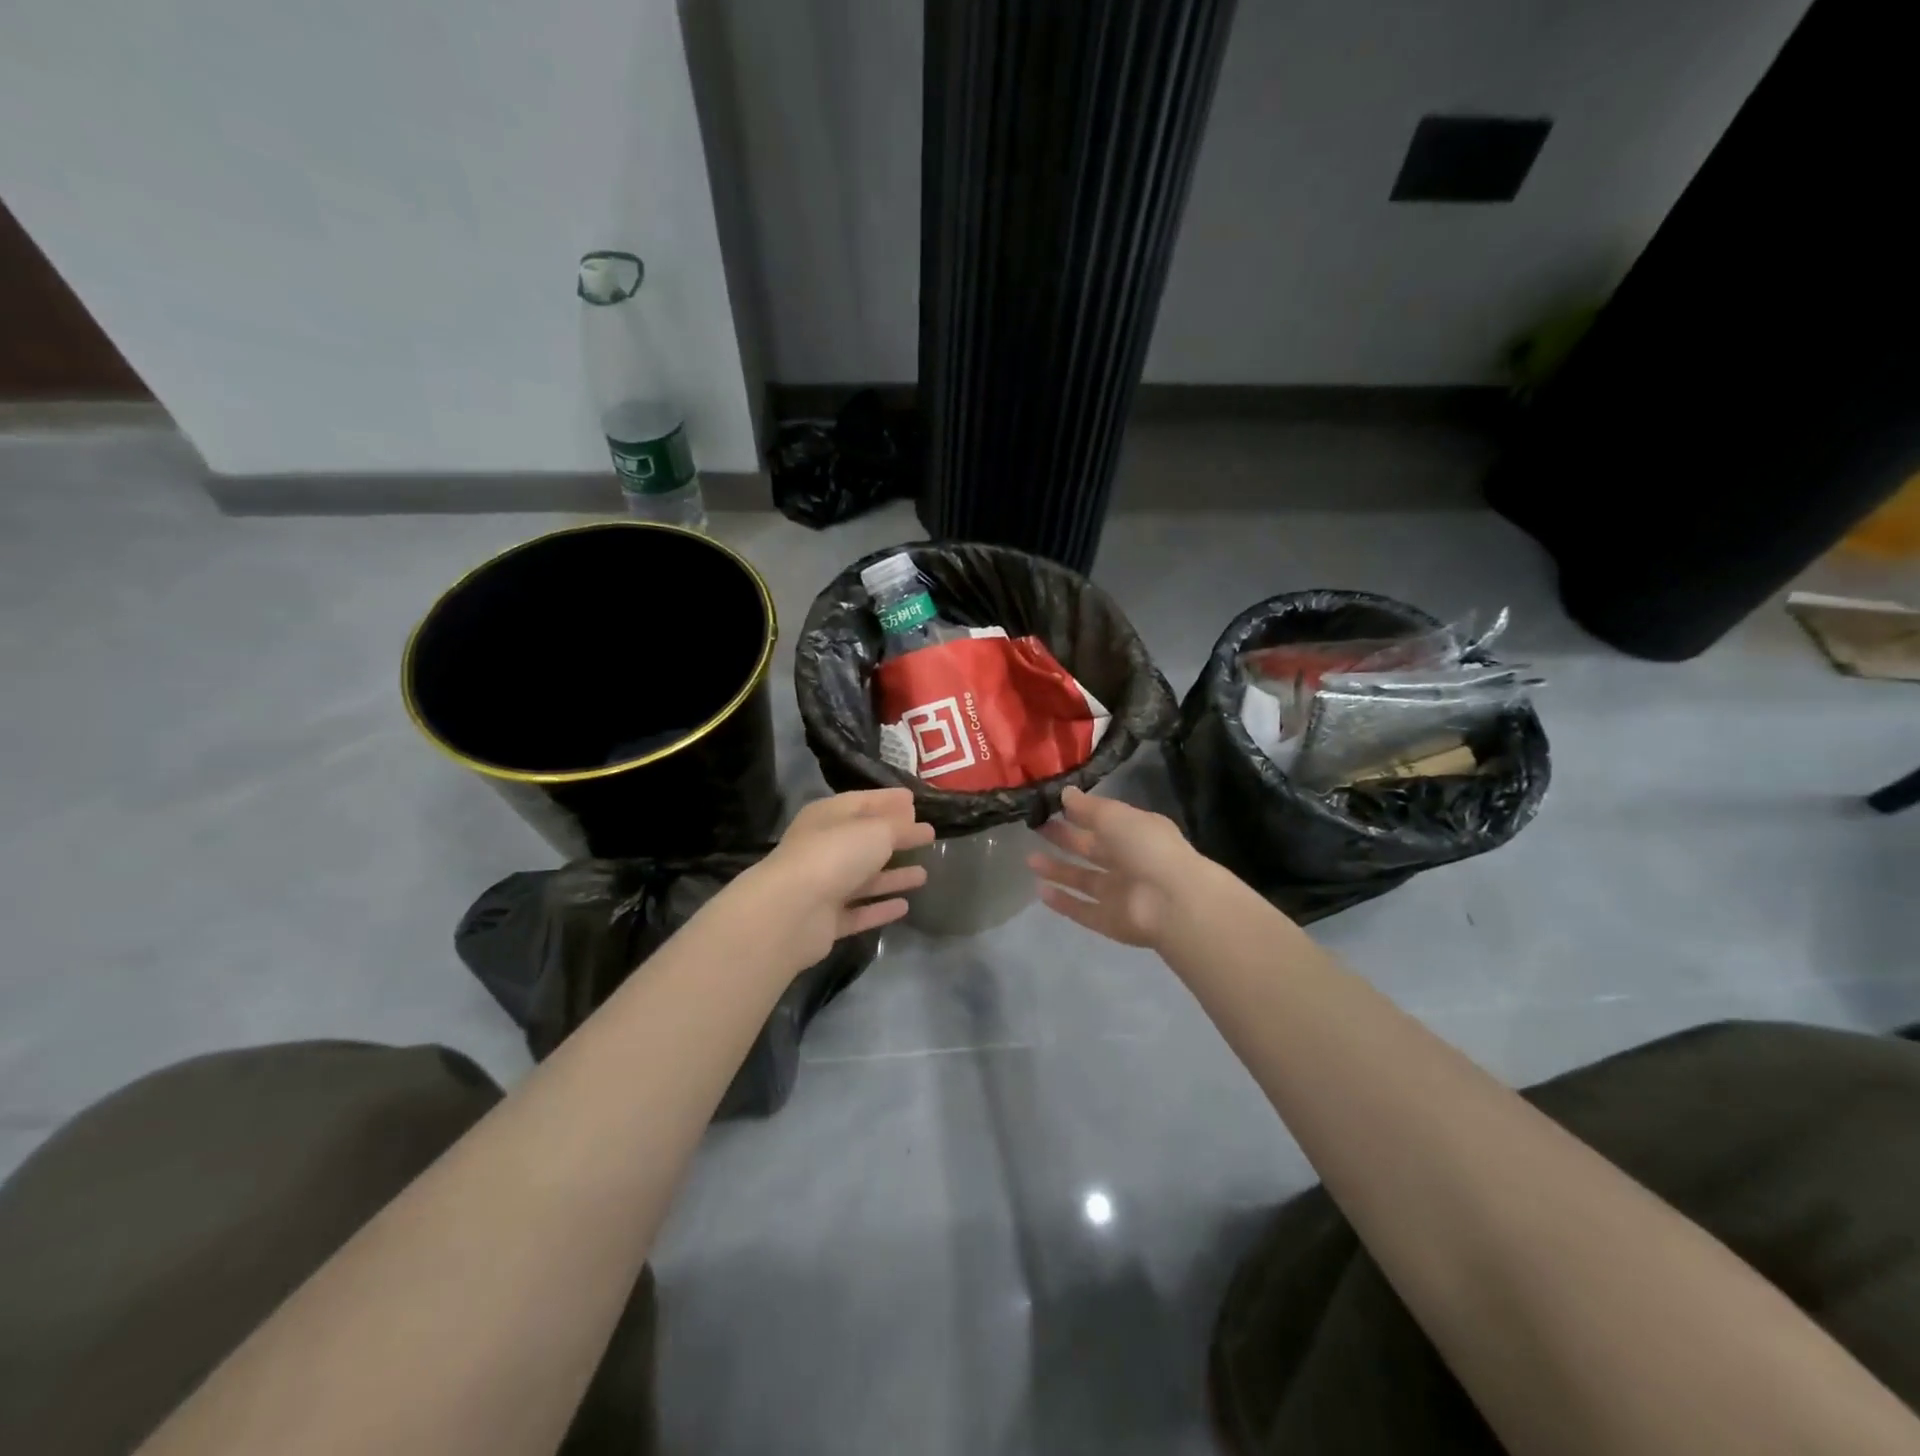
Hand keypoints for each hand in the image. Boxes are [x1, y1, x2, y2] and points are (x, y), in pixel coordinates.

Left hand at [726, 788, 933, 973]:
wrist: (791, 912)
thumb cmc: (835, 855)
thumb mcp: (876, 831)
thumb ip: (899, 826)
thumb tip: (914, 822)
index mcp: (828, 816)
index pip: (862, 801)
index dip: (889, 800)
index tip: (915, 801)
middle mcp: (823, 848)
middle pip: (864, 840)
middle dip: (896, 838)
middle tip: (928, 836)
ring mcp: (822, 886)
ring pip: (863, 878)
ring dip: (892, 876)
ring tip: (924, 875)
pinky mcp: (825, 921)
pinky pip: (859, 911)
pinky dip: (879, 908)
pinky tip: (904, 907)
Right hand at [1028, 787, 1203, 950]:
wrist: (1172, 902)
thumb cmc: (1146, 848)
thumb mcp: (1115, 816)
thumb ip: (1088, 807)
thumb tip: (1065, 793)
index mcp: (1137, 833)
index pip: (1104, 821)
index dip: (1079, 814)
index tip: (1051, 806)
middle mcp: (1129, 863)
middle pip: (1091, 850)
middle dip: (1065, 840)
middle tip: (1036, 829)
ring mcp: (1120, 894)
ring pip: (1084, 880)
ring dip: (1058, 870)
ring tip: (1030, 859)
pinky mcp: (1110, 922)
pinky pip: (1083, 910)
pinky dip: (1063, 902)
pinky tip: (1040, 891)